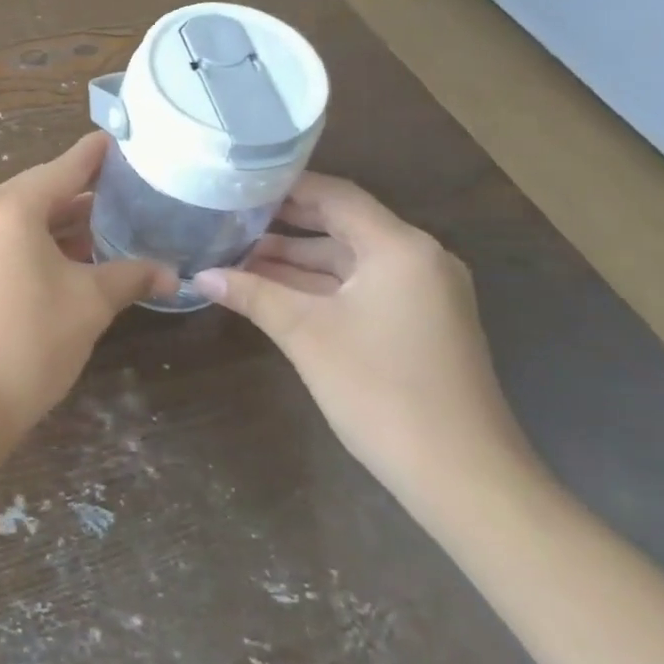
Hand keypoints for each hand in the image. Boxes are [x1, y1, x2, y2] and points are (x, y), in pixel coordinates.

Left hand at [0, 133, 174, 438]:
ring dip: (63, 223)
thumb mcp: (89, 304)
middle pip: (42, 191)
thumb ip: (130, 277)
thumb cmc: (28, 343)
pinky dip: (39, 242)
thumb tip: (173, 273)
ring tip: (110, 227)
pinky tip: (72, 258)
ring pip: (24, 218)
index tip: (125, 140)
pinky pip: (6, 240)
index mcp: (10, 207)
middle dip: (85, 194)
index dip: (98, 154)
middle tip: (130, 191)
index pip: (65, 167)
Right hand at [196, 173, 541, 516]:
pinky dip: (319, 285)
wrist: (464, 479)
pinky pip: (361, 287)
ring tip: (237, 254)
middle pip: (342, 224)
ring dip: (297, 259)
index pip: (335, 195)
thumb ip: (253, 294)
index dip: (284, 186)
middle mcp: (417, 259)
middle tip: (229, 217)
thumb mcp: (306, 335)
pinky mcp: (419, 324)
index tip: (237, 184)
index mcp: (399, 248)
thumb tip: (199, 275)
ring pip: (348, 260)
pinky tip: (273, 290)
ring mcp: (422, 293)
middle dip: (284, 224)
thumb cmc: (381, 391)